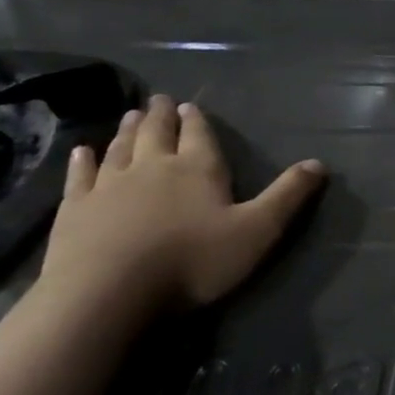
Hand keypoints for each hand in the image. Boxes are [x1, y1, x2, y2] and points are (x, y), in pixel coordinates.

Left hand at [39, 94, 326, 314]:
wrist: (107, 294)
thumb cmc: (192, 261)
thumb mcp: (258, 231)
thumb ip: (288, 196)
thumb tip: (319, 163)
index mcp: (198, 168)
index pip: (199, 135)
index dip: (197, 120)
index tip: (191, 105)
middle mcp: (153, 167)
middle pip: (156, 133)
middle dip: (160, 116)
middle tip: (158, 100)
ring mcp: (109, 186)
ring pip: (120, 148)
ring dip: (127, 130)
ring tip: (130, 116)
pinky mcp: (75, 209)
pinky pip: (80, 176)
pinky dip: (82, 161)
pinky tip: (81, 152)